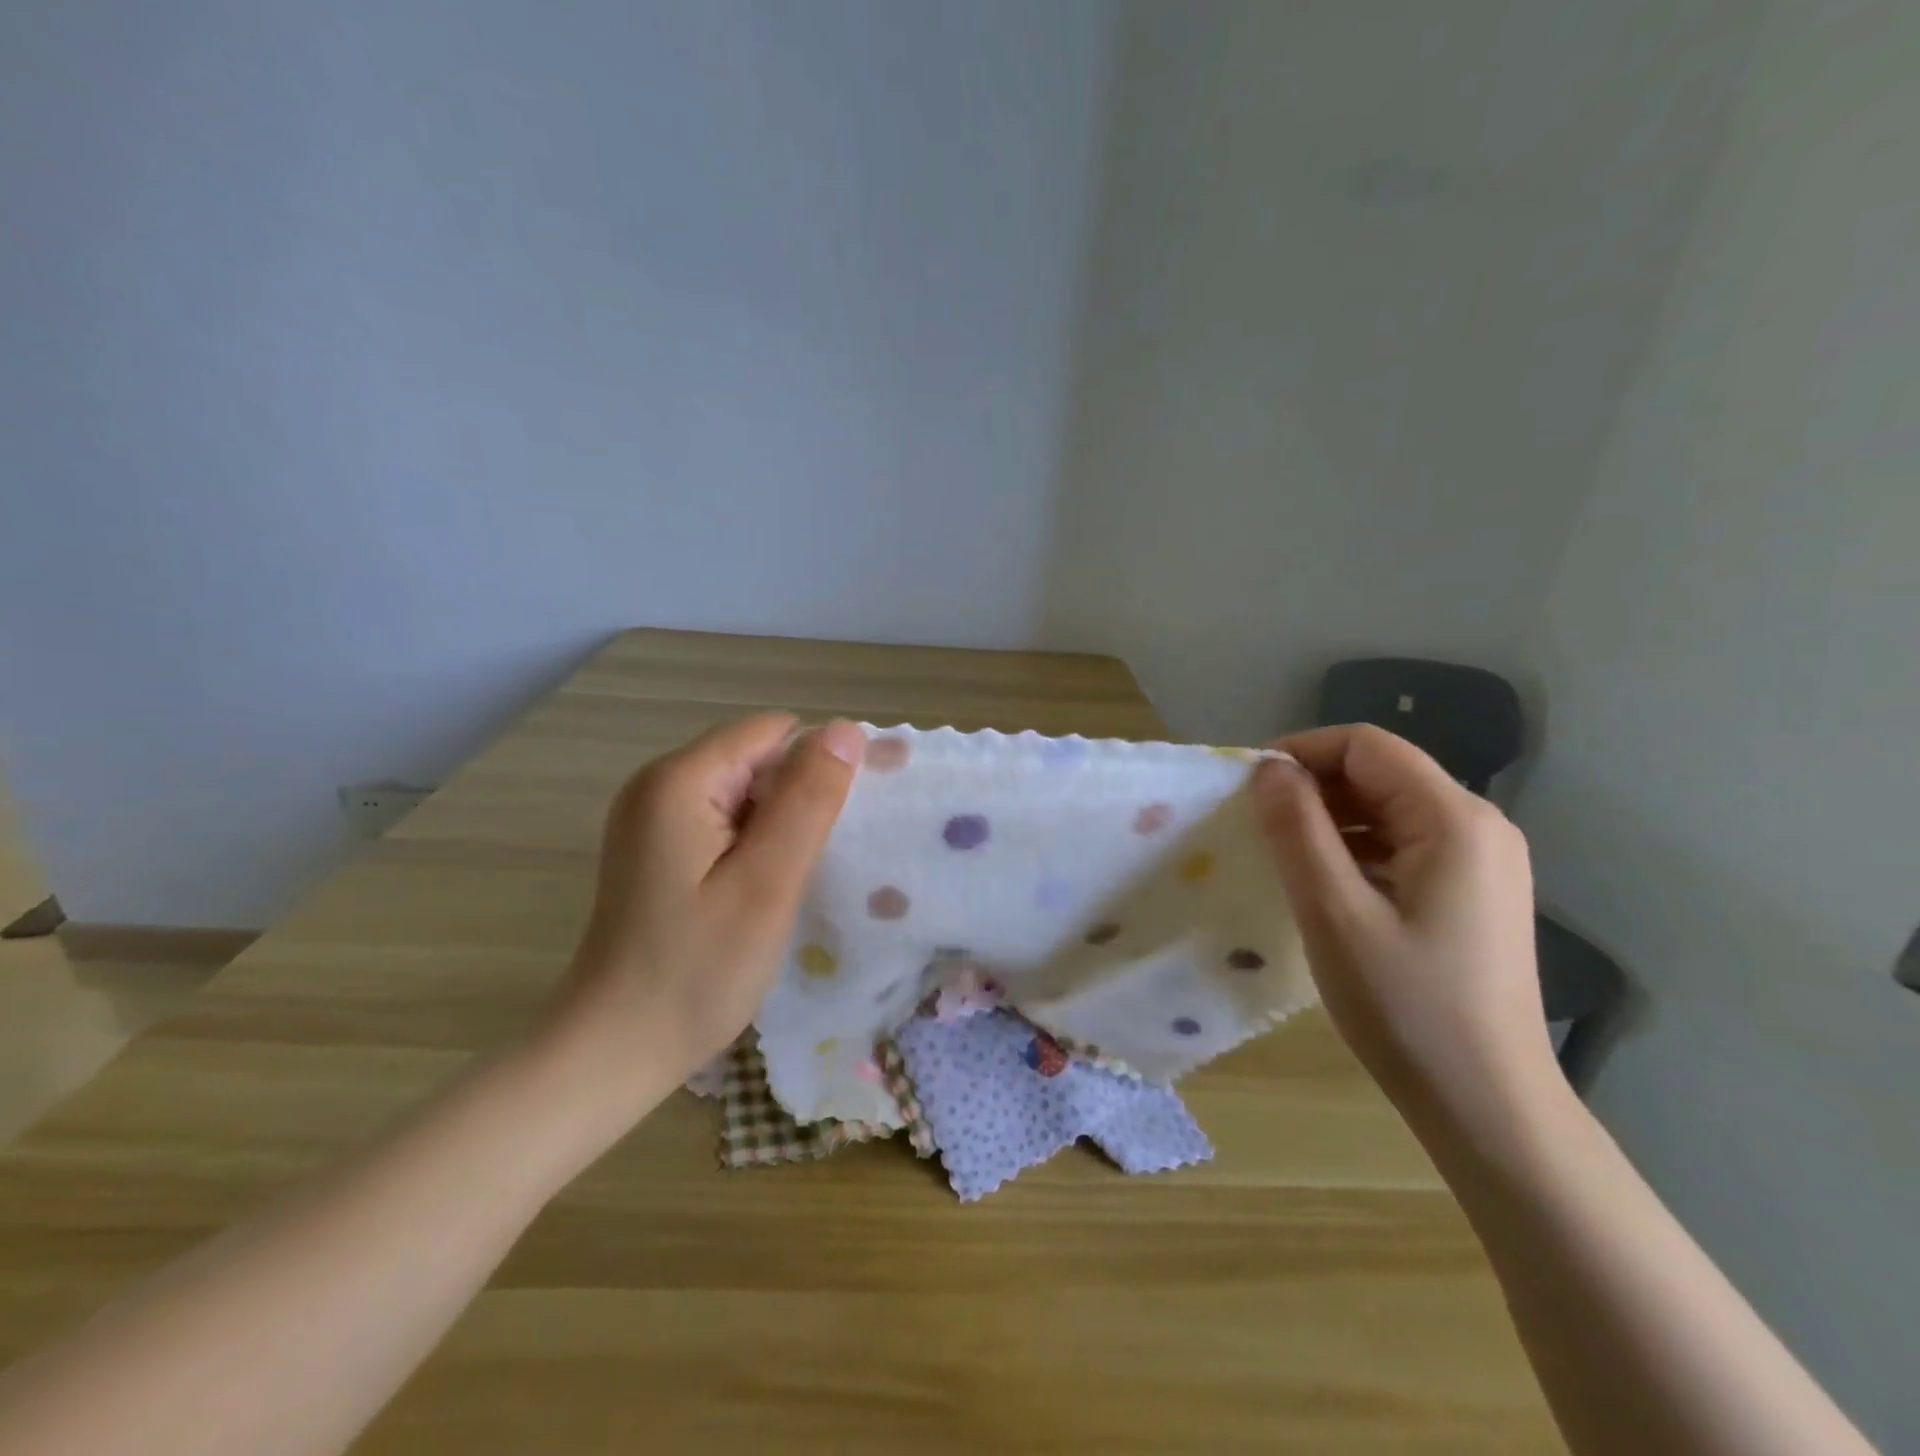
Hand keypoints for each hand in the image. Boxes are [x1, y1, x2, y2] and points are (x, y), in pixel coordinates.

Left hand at [544, 714, 862, 1098]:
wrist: (612, 1051)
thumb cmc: (696, 971)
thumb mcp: (768, 883)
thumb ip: (809, 800)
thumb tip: (846, 729)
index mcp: (680, 780)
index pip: (773, 732)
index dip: (817, 766)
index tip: (840, 826)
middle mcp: (657, 783)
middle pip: (755, 758)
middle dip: (796, 798)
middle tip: (811, 865)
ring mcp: (650, 816)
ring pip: (743, 791)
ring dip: (777, 825)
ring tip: (787, 882)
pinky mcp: (654, 848)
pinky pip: (721, 820)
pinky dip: (752, 843)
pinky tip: (757, 890)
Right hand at [1250, 725, 1555, 1127]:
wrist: (1489, 1107)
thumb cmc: (1407, 1007)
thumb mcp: (1334, 912)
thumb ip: (1297, 829)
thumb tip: (1267, 768)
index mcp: (1454, 820)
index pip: (1366, 746)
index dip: (1302, 752)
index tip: (1248, 787)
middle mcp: (1479, 826)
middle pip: (1381, 773)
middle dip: (1314, 787)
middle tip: (1257, 824)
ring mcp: (1482, 861)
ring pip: (1389, 809)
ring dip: (1331, 820)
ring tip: (1283, 856)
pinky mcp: (1473, 893)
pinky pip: (1403, 845)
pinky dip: (1356, 850)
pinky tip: (1326, 886)